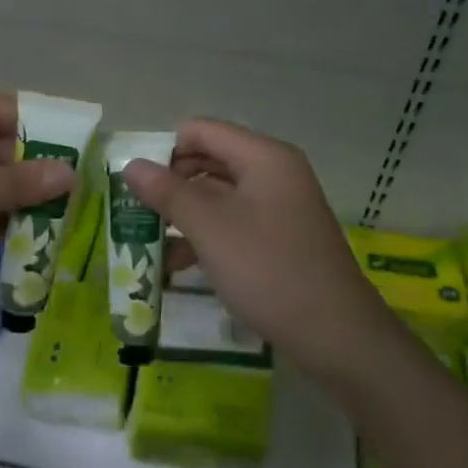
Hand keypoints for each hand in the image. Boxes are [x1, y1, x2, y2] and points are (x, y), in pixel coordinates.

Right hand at [123, 119, 393, 383]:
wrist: (336, 336)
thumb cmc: (269, 270)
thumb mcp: (210, 228)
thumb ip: (167, 192)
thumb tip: (131, 164)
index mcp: (263, 157)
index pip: (201, 131)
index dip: (165, 151)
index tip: (136, 185)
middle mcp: (273, 172)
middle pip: (209, 161)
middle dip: (170, 185)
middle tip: (135, 212)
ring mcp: (279, 206)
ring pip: (218, 195)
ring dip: (182, 215)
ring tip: (146, 244)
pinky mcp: (279, 237)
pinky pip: (233, 222)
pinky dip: (204, 237)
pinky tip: (176, 266)